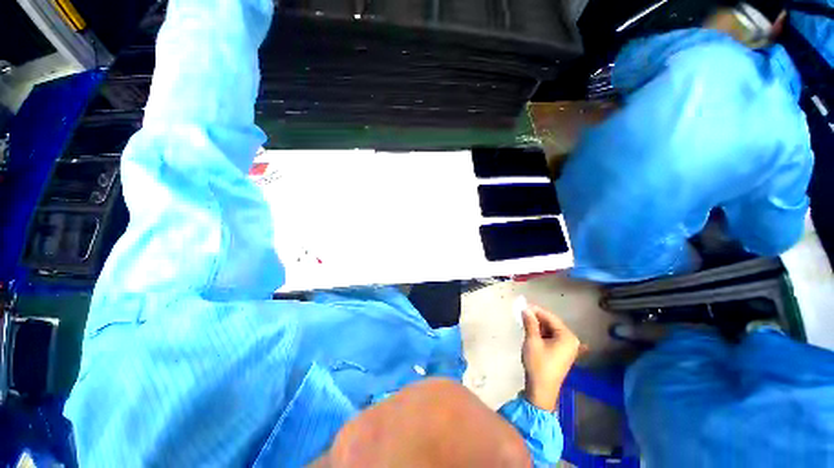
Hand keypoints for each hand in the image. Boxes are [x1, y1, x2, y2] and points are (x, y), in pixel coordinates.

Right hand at [521, 304, 581, 411]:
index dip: (536, 310)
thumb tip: (525, 309)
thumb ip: (530, 323)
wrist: (541, 389)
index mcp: (567, 336)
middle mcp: (571, 340)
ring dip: (538, 326)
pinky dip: (541, 334)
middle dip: (537, 318)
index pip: (550, 317)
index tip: (522, 306)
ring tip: (524, 322)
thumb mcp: (532, 341)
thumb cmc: (538, 364)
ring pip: (550, 330)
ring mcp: (567, 348)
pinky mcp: (562, 353)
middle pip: (551, 323)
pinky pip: (551, 338)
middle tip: (521, 314)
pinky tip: (531, 332)